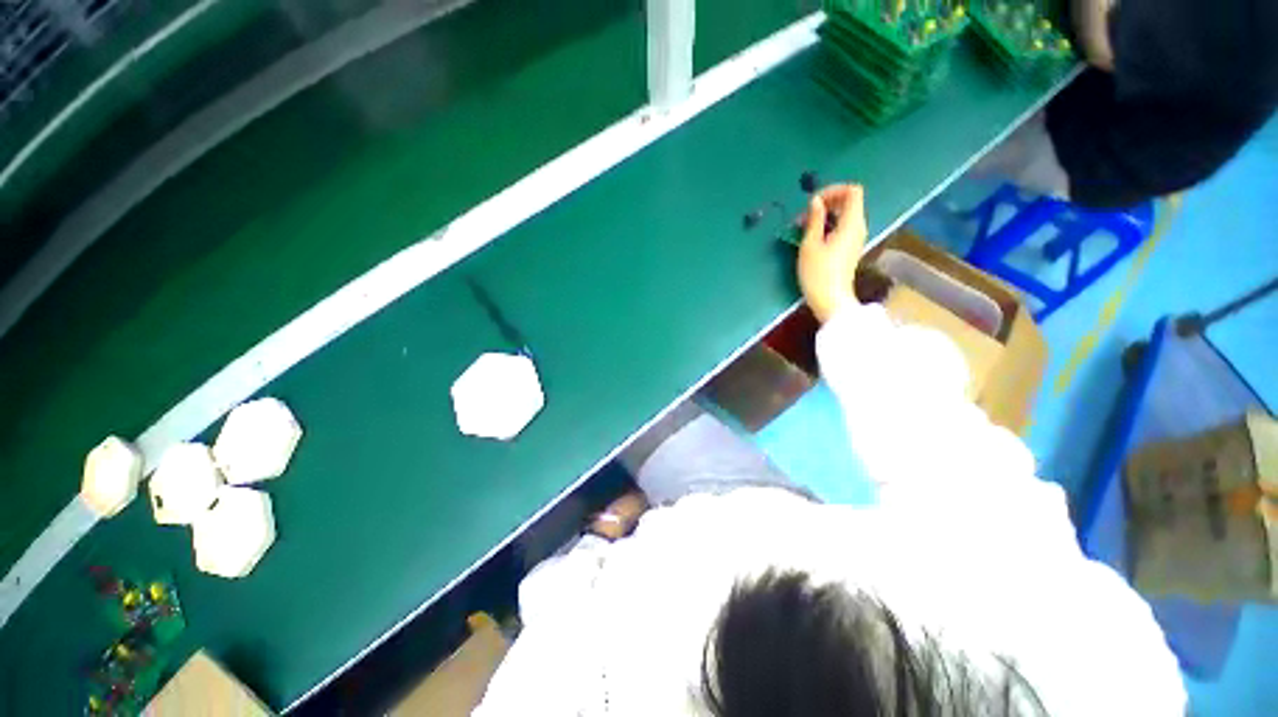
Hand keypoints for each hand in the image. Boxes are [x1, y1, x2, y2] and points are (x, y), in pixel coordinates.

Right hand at [797, 184, 867, 322]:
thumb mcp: (810, 245)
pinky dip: (827, 226)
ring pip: (843, 215)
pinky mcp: (848, 249)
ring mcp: (855, 239)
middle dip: (826, 202)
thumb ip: (814, 220)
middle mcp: (858, 228)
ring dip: (824, 215)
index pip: (853, 191)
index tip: (813, 202)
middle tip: (803, 216)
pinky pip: (841, 228)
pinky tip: (811, 237)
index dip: (833, 190)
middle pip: (848, 202)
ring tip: (803, 227)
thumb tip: (815, 202)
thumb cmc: (818, 274)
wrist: (830, 301)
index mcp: (852, 223)